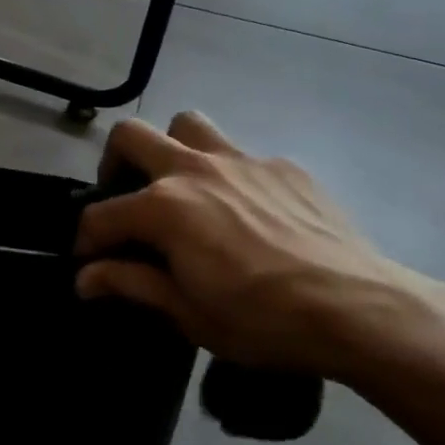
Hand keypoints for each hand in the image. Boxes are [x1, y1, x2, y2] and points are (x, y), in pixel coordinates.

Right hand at [74, 113, 444, 381]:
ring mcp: (242, 160)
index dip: (85, 242)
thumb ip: (131, 284)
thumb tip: (84, 278)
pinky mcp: (284, 166)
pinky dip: (231, 177)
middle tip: (124, 198)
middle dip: (113, 164)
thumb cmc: (263, 320)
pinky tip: (250, 214)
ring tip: (182, 186)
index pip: (101, 216)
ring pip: (188, 125)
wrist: (359, 309)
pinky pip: (243, 156)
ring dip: (172, 147)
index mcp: (164, 207)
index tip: (87, 264)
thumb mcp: (188, 313)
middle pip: (131, 136)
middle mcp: (194, 169)